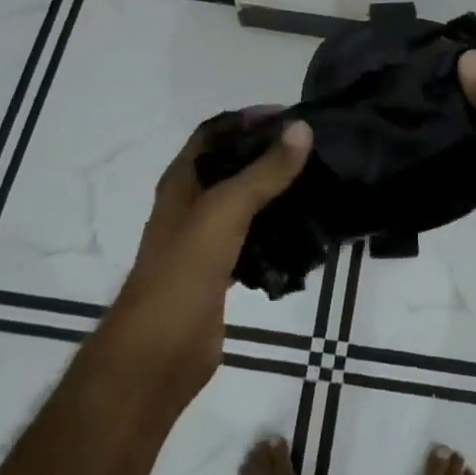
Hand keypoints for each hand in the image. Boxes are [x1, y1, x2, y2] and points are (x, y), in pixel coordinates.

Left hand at [98, 112, 311, 412]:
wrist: (157, 358)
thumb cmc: (182, 273)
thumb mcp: (224, 212)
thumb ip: (264, 172)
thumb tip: (302, 128)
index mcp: (182, 182)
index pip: (214, 132)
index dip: (247, 119)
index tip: (290, 116)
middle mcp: (192, 205)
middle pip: (232, 166)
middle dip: (268, 154)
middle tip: (313, 149)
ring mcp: (206, 241)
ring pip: (246, 204)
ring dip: (276, 193)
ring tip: (318, 184)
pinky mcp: (221, 273)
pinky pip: (254, 241)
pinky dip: (277, 233)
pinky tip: (306, 233)